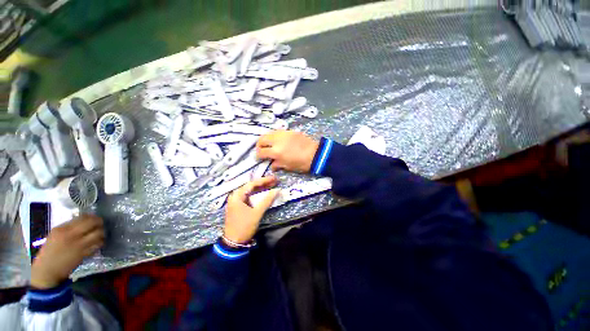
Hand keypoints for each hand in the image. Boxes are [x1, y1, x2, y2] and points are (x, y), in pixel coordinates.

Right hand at [31, 215, 104, 288]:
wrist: (47, 270)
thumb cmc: (49, 252)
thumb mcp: (54, 235)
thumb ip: (68, 227)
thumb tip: (82, 220)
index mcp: (62, 229)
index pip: (82, 218)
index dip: (90, 216)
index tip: (92, 217)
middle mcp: (71, 235)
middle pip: (92, 223)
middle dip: (99, 222)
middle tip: (99, 223)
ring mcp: (78, 245)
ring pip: (98, 234)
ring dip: (101, 232)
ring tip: (100, 233)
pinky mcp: (84, 254)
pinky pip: (97, 245)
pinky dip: (100, 242)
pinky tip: (97, 242)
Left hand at [224, 176, 279, 243]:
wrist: (234, 242)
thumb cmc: (244, 226)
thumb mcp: (256, 213)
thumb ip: (267, 201)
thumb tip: (277, 190)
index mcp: (237, 195)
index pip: (252, 184)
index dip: (264, 180)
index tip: (274, 178)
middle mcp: (236, 196)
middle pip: (251, 186)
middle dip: (263, 183)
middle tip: (275, 181)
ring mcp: (237, 201)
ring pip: (251, 191)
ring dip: (261, 188)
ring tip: (272, 185)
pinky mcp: (239, 206)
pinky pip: (250, 197)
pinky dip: (258, 195)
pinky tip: (264, 193)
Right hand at [256, 130, 319, 172]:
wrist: (316, 154)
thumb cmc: (301, 163)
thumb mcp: (288, 166)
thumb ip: (277, 164)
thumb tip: (271, 164)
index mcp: (276, 152)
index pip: (261, 152)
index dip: (258, 155)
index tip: (259, 158)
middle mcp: (277, 140)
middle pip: (261, 139)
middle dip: (259, 145)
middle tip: (262, 150)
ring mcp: (283, 134)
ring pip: (269, 133)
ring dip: (267, 139)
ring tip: (270, 145)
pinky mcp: (289, 131)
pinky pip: (278, 132)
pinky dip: (275, 136)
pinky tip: (279, 141)